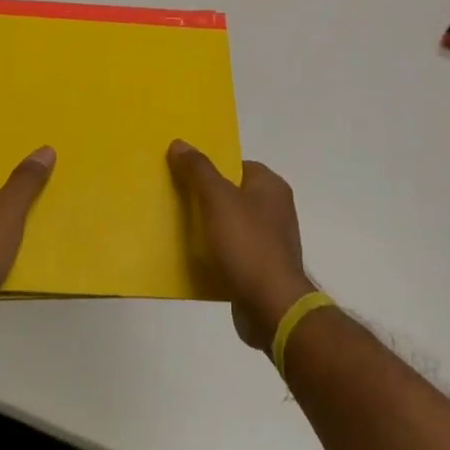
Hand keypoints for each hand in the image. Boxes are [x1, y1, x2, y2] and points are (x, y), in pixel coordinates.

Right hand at [167, 141, 315, 351]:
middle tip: (174, 198)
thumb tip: (180, 143)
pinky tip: (192, 256)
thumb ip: (199, 170)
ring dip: (207, 226)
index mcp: (271, 187)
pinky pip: (232, 251)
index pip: (236, 164)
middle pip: (231, 194)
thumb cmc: (247, 244)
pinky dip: (214, 252)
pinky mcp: (261, 268)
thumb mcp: (218, 199)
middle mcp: (275, 210)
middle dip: (204, 197)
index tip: (183, 173)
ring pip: (229, 224)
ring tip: (177, 227)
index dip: (210, 167)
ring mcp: (270, 241)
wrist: (271, 306)